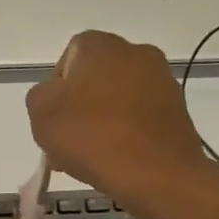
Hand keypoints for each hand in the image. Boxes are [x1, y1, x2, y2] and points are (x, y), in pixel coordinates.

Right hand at [26, 30, 216, 199]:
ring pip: (118, 99)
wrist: (156, 174)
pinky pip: (140, 116)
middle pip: (95, 79)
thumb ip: (41, 95)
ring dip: (102, 121)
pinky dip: (126, 132)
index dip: (56, 90)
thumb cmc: (91, 136)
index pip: (68, 58)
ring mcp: (162, 80)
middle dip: (79, 107)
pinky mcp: (178, 109)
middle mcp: (135, 52)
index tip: (53, 118)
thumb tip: (57, 96)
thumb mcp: (40, 113)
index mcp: (100, 45)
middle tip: (68, 142)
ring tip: (91, 157)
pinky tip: (116, 159)